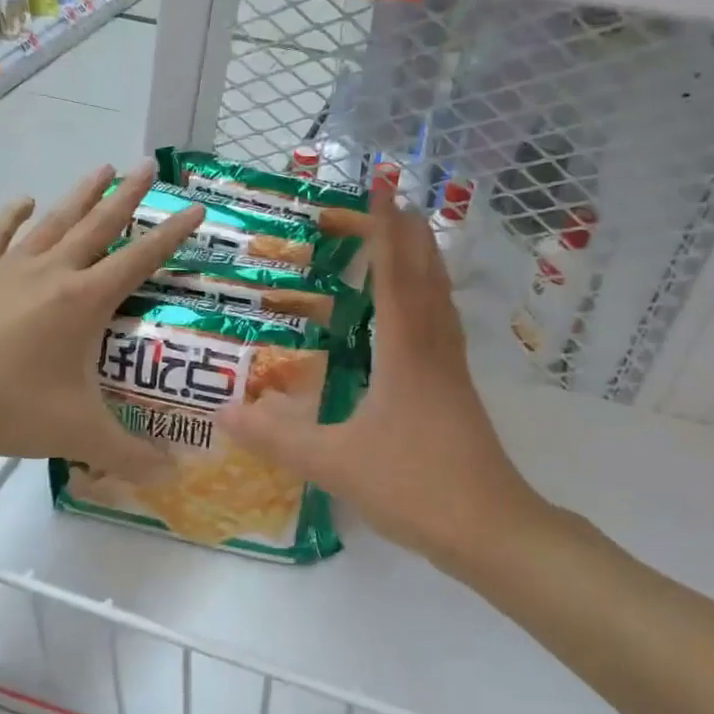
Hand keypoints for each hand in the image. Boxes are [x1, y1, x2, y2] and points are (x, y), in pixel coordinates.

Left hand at [0, 161, 203, 477]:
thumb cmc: (6, 406)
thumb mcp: (77, 435)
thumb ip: (129, 456)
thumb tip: (173, 478)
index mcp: (84, 301)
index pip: (141, 259)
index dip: (172, 234)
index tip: (195, 208)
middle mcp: (52, 272)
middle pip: (98, 224)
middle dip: (128, 195)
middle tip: (148, 165)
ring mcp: (7, 268)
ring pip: (53, 221)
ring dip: (80, 195)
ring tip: (100, 167)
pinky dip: (11, 217)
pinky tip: (21, 202)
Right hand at [220, 197, 544, 570]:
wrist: (490, 528)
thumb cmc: (414, 485)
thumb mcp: (335, 463)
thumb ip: (278, 438)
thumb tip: (224, 413)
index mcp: (405, 352)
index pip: (393, 274)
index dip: (384, 229)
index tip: (382, 185)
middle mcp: (433, 350)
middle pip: (426, 277)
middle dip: (409, 235)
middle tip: (395, 201)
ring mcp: (452, 373)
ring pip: (441, 302)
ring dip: (427, 264)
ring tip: (413, 241)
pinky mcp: (459, 396)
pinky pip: (444, 330)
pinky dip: (432, 303)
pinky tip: (423, 318)